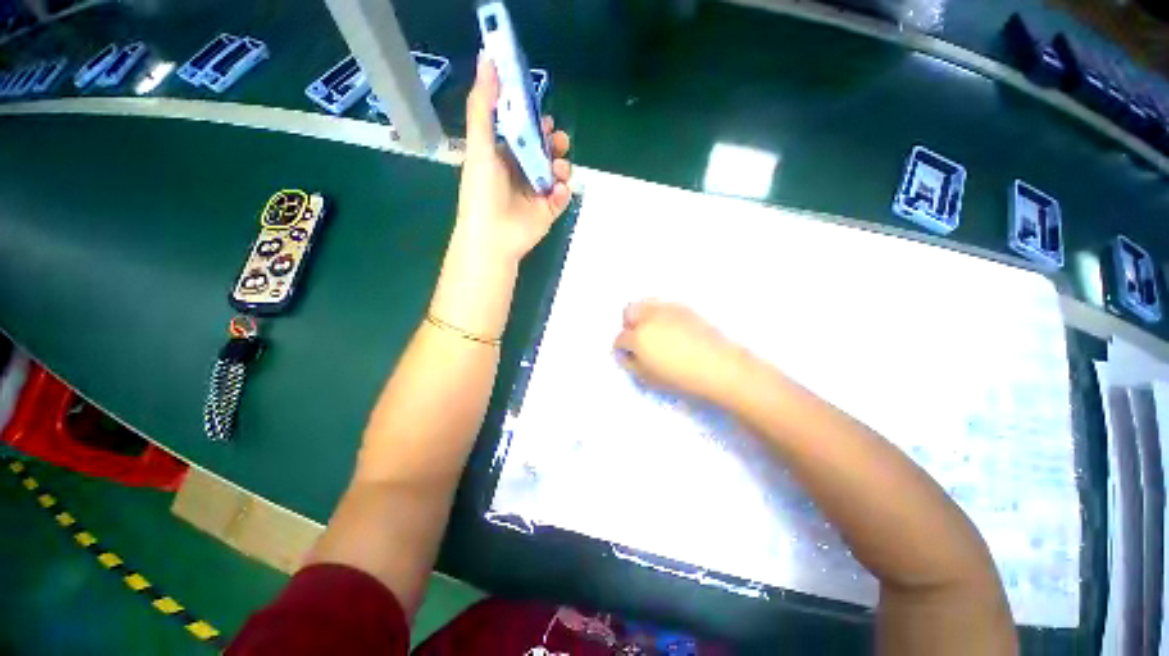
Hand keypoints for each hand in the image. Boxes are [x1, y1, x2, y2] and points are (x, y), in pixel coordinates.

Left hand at [454, 51, 572, 265]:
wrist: (493, 235)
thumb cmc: (482, 190)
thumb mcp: (480, 144)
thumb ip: (484, 105)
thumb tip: (487, 58)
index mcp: (504, 157)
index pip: (524, 134)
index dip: (536, 123)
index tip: (543, 118)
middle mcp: (522, 173)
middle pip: (546, 151)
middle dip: (555, 143)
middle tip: (557, 141)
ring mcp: (537, 193)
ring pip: (558, 172)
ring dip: (562, 166)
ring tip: (558, 170)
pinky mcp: (549, 211)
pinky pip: (563, 195)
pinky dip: (563, 191)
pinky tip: (555, 193)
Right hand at [613, 301, 745, 403]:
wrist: (718, 366)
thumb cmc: (680, 377)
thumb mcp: (648, 378)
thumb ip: (630, 364)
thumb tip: (625, 354)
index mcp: (638, 337)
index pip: (620, 338)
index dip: (622, 349)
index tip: (629, 356)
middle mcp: (649, 317)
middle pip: (629, 311)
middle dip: (629, 325)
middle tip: (638, 339)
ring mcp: (667, 309)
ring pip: (646, 304)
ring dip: (643, 316)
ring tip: (654, 332)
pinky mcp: (683, 307)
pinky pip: (663, 306)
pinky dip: (660, 314)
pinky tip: (671, 329)